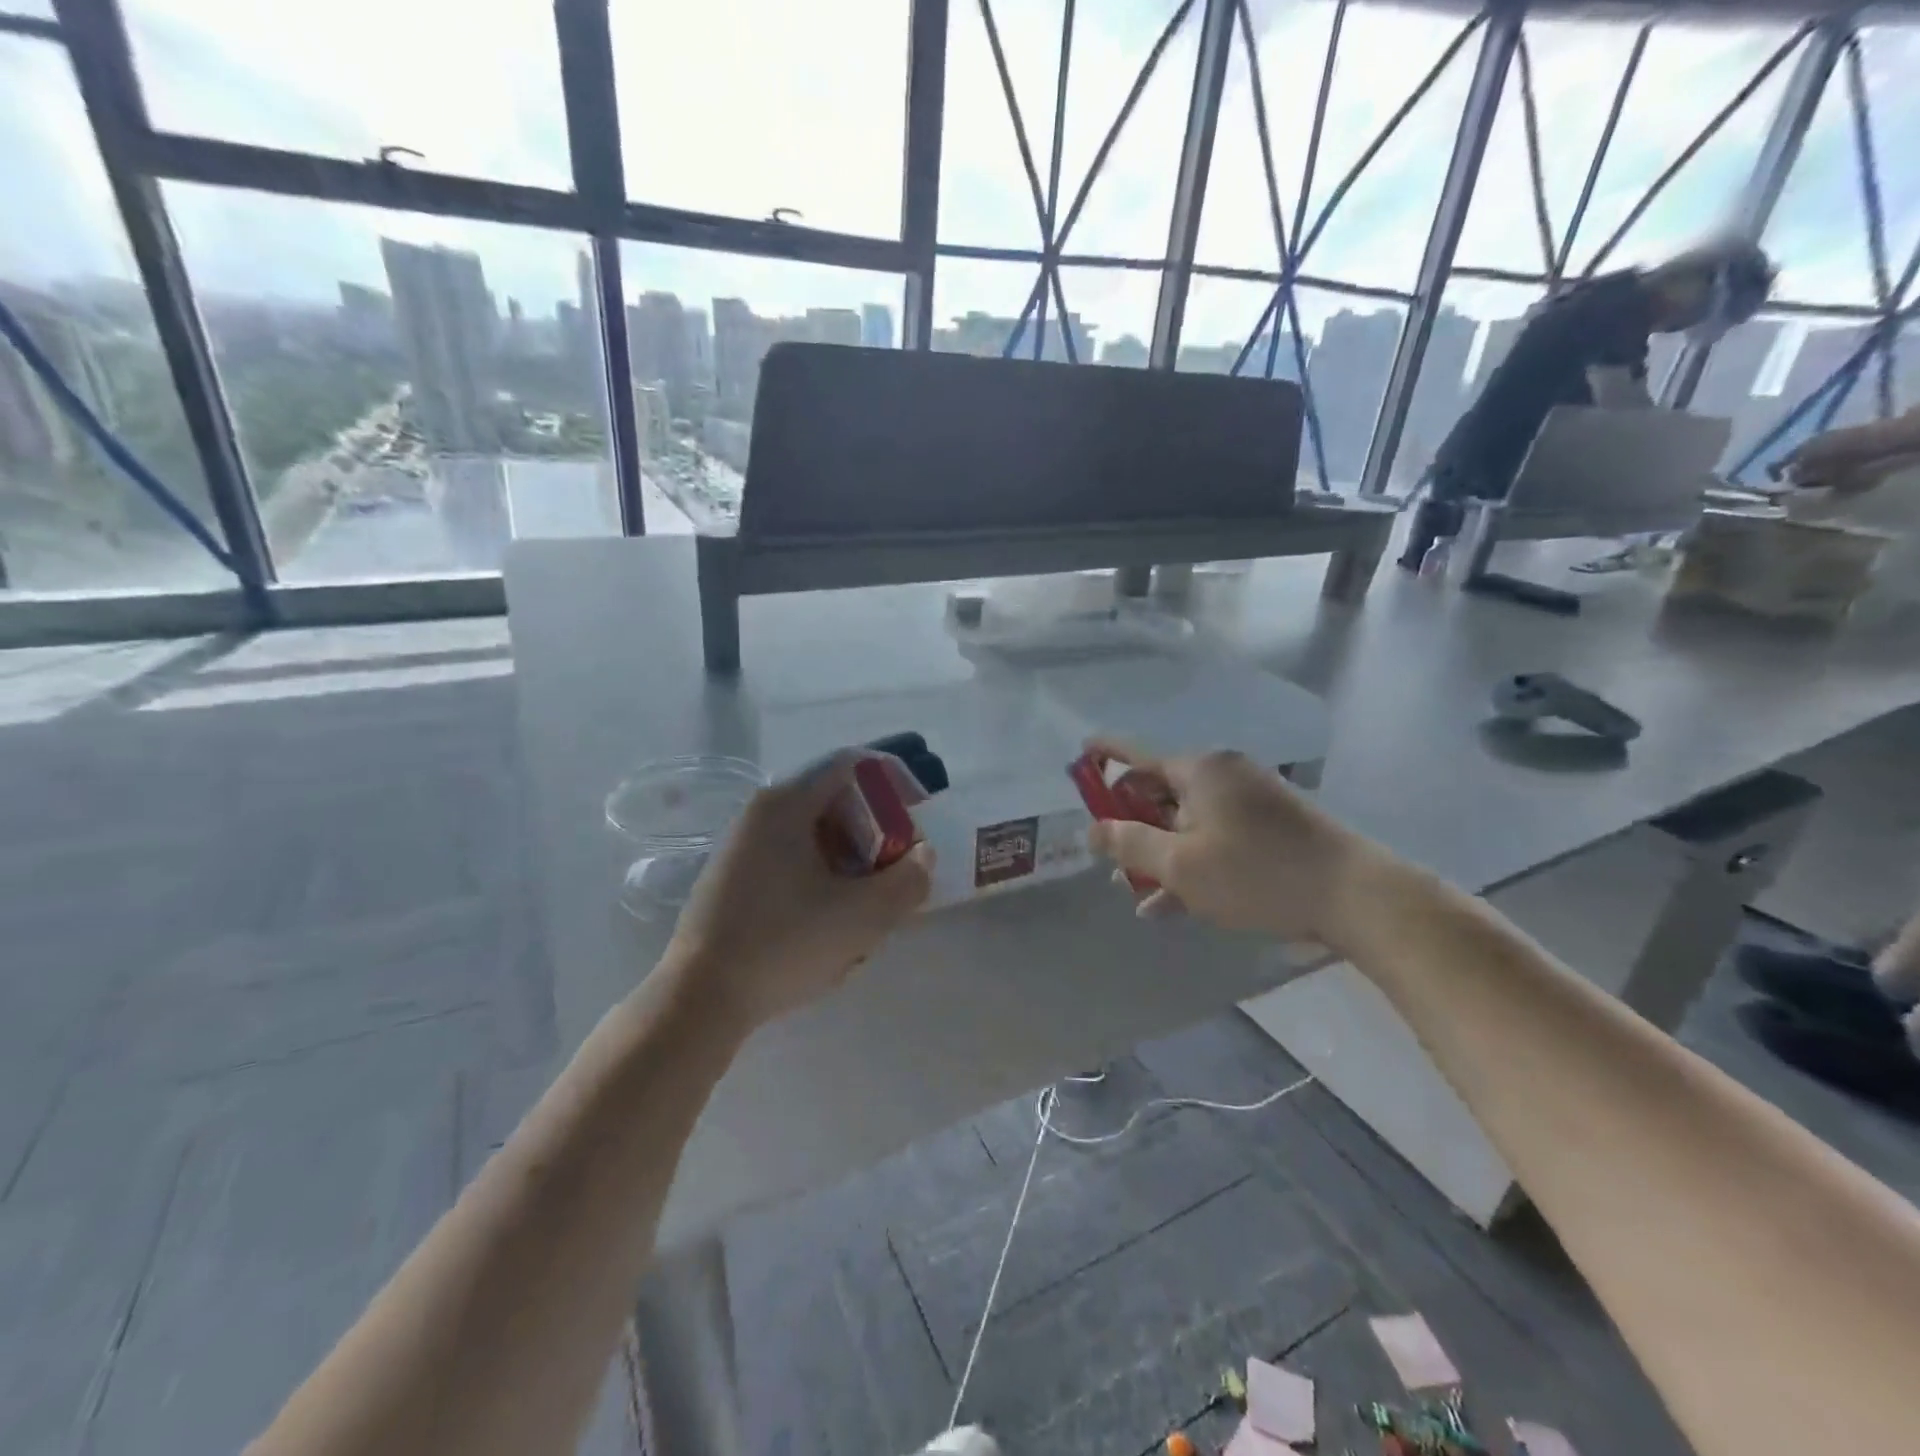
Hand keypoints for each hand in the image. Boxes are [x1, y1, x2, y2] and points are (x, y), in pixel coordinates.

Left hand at [666, 754, 933, 1030]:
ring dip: (852, 859)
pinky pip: (792, 860)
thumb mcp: (864, 915)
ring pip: (815, 835)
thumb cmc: (784, 944)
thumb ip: (908, 880)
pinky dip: (823, 877)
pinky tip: (830, 923)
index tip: (920, 810)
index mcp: (787, 803)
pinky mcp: (734, 879)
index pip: (852, 764)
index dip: (893, 779)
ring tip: (869, 904)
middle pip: (834, 800)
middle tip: (898, 867)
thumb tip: (922, 855)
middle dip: (876, 830)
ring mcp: (742, 846)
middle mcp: (760, 813)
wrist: (699, 999)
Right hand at [1082, 739, 1379, 947]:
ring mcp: (1249, 800)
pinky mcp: (1270, 827)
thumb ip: (1129, 844)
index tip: (1080, 754)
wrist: (1354, 895)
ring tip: (1135, 893)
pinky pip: (1216, 837)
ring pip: (1188, 822)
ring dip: (1160, 854)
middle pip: (1161, 793)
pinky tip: (1170, 905)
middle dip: (1132, 826)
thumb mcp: (1181, 864)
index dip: (1105, 757)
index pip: (1137, 756)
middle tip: (1110, 859)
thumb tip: (1093, 830)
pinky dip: (1193, 863)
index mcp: (1198, 771)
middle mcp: (1222, 775)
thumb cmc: (1256, 873)